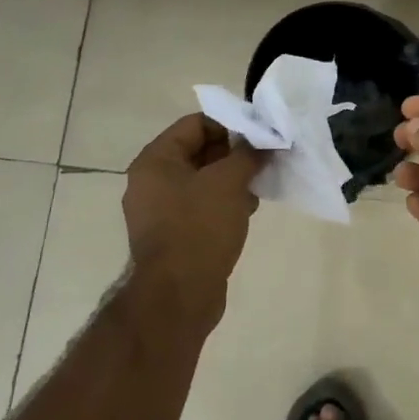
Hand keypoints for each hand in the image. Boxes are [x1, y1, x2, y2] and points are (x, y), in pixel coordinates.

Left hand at [124, 114, 263, 329]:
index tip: (260, 136)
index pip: (195, 124)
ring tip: (258, 189)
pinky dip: (223, 203)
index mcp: (156, 161)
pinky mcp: (173, 234)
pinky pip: (200, 206)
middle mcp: (152, 181)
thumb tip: (266, 141)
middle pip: (198, 151)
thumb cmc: (200, 227)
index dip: (230, 125)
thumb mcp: (229, 182)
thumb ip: (249, 154)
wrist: (179, 295)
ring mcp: (160, 210)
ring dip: (232, 180)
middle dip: (233, 154)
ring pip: (202, 181)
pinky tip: (246, 212)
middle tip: (263, 161)